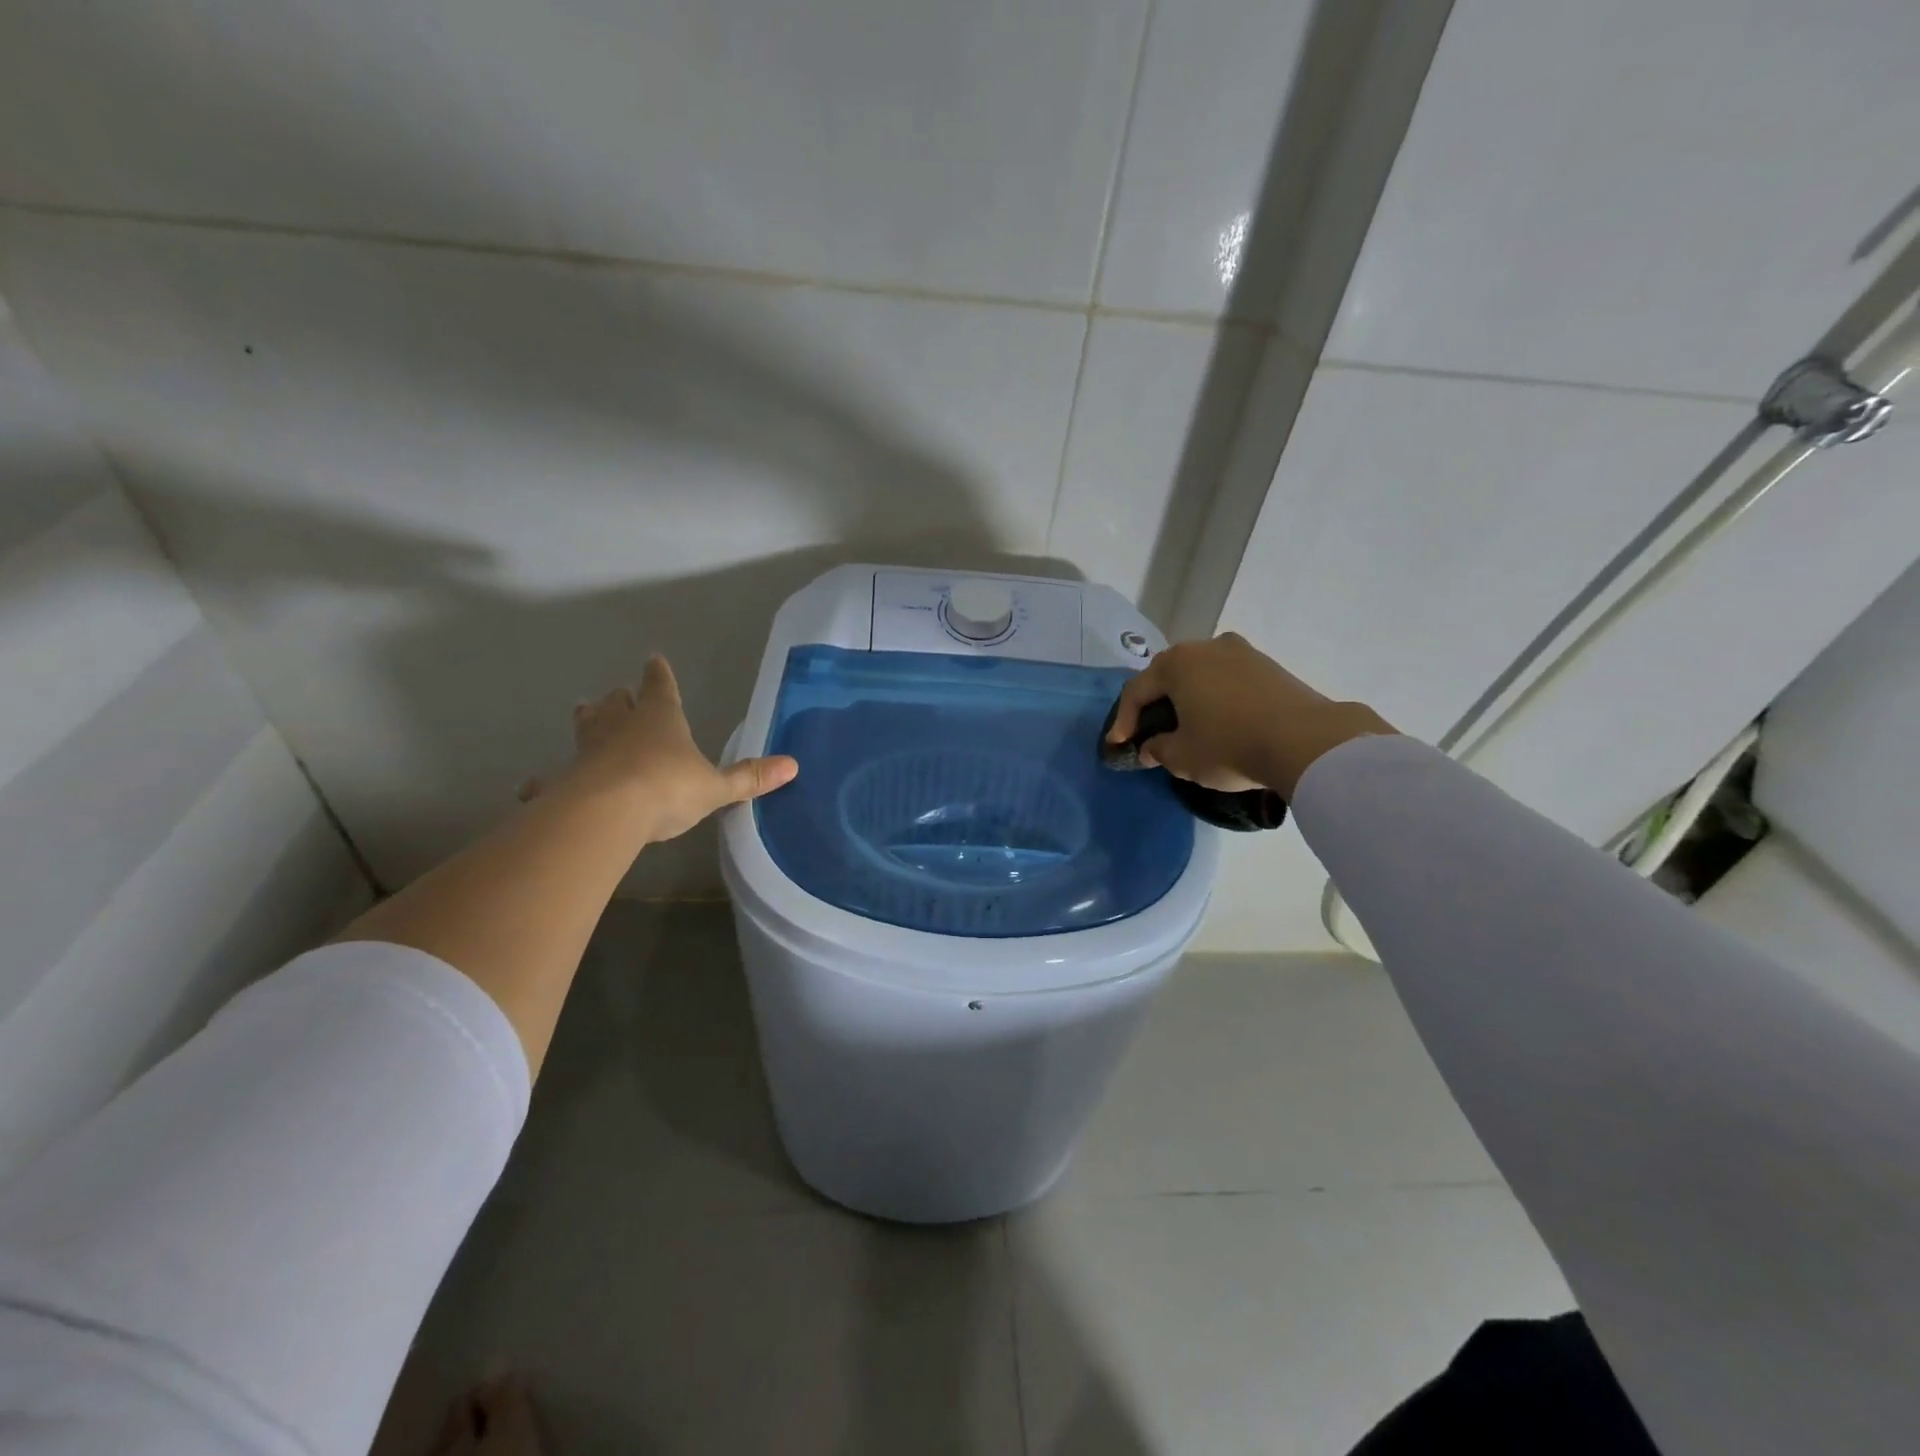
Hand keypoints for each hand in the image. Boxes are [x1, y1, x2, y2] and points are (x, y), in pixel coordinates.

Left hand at [521, 656, 797, 840]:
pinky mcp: (564, 780)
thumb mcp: (716, 787)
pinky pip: (552, 778)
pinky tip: (532, 787)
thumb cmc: (667, 788)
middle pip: (617, 703)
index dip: (660, 675)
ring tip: (584, 714)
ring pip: (586, 727)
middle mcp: (621, 726)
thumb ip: (750, 777)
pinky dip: (545, 782)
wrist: (608, 812)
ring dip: (588, 721)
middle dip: (620, 699)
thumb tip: (794, 765)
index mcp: (660, 719)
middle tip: (617, 695)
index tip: (654, 660)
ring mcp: (588, 751)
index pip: (661, 687)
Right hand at [1107, 632, 1392, 796]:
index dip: (1124, 720)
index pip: (1137, 690)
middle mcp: (1206, 647)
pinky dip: (1216, 698)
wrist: (1305, 741)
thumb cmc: (1229, 745)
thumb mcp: (1183, 757)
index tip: (1119, 745)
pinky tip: (1219, 720)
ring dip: (1188, 698)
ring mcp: (1241, 652)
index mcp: (1176, 663)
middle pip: (1169, 675)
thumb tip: (1151, 747)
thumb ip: (1158, 750)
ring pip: (1201, 674)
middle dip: (1155, 704)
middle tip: (1149, 730)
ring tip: (1186, 725)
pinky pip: (1228, 680)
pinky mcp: (1269, 665)